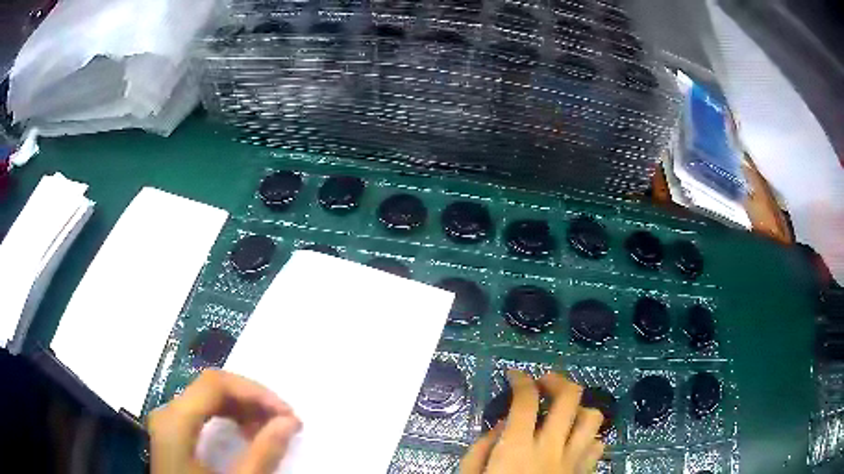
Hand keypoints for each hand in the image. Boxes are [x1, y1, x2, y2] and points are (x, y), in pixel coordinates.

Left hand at [148, 369, 300, 473]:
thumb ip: (262, 454)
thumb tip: (289, 422)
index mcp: (175, 421)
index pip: (215, 384)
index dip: (255, 392)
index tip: (287, 414)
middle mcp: (167, 412)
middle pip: (210, 386)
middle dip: (251, 399)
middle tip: (283, 420)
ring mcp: (168, 421)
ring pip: (207, 397)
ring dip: (242, 407)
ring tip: (269, 428)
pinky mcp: (172, 431)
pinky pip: (202, 411)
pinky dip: (228, 415)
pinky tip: (245, 432)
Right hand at [461, 370, 604, 473]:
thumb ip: (482, 447)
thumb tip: (502, 424)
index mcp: (518, 448)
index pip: (525, 399)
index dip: (521, 379)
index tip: (515, 375)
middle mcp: (551, 447)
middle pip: (569, 398)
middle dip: (557, 381)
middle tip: (545, 382)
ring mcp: (573, 461)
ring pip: (593, 418)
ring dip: (580, 409)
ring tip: (564, 414)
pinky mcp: (584, 473)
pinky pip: (599, 446)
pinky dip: (589, 439)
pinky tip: (575, 444)